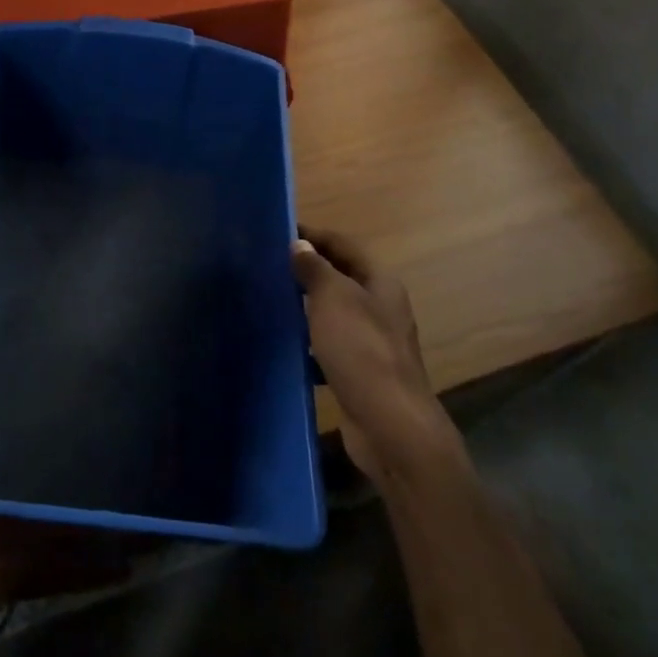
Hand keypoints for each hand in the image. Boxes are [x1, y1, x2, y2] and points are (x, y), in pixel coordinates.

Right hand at [292, 227, 446, 477]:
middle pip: (341, 277)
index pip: (344, 245)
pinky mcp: (360, 372)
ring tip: (269, 300)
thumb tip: (299, 244)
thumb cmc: (362, 350)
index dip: (313, 235)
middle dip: (307, 270)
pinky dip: (309, 342)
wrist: (390, 425)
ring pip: (334, 313)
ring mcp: (372, 342)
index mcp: (380, 283)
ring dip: (306, 306)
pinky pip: (330, 346)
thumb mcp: (333, 298)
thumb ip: (315, 269)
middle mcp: (380, 308)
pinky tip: (285, 345)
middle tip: (267, 266)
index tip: (278, 232)